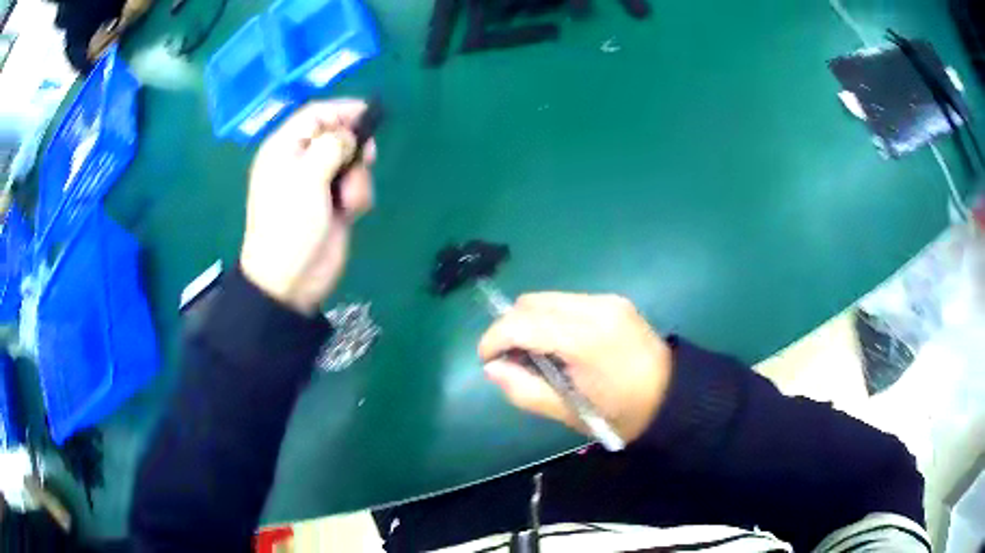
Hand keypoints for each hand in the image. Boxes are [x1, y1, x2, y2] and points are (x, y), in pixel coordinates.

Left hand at [241, 100, 375, 314]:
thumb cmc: (290, 224)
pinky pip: (355, 186)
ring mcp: (317, 183)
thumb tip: (349, 136)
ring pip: (351, 162)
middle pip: (336, 135)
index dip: (342, 110)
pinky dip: (357, 196)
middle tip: (366, 158)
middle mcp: (300, 161)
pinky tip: (350, 213)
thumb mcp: (306, 178)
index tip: (369, 114)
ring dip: (357, 177)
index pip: (315, 115)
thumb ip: (331, 146)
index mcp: (284, 149)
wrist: (291, 279)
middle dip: (354, 147)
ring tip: (348, 200)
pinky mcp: (333, 204)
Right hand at [478, 293, 672, 442]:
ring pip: (547, 299)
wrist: (674, 397)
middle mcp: (594, 308)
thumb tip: (492, 368)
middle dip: (510, 328)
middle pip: (530, 303)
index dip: (493, 339)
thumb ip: (525, 390)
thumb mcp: (569, 413)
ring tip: (537, 353)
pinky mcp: (614, 300)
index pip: (521, 323)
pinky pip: (567, 302)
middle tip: (513, 360)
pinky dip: (552, 318)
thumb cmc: (622, 414)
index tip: (487, 361)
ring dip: (530, 321)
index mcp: (585, 339)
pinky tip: (561, 344)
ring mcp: (607, 300)